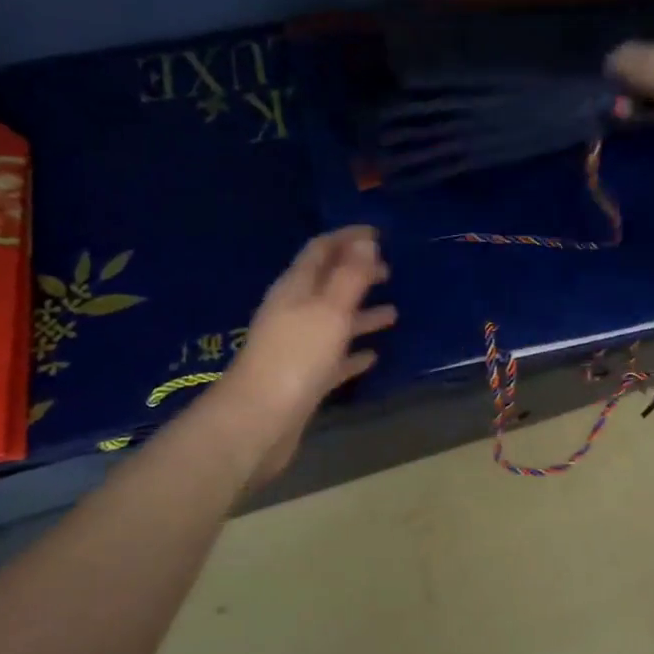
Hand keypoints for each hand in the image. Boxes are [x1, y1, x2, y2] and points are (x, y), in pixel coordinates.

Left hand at [199, 227, 395, 481]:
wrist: (260, 420)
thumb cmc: (297, 357)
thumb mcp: (329, 310)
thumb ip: (350, 276)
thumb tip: (365, 242)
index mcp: (295, 289)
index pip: (320, 250)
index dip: (347, 238)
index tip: (378, 233)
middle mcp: (293, 312)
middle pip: (327, 284)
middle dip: (357, 274)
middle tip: (389, 270)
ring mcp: (297, 346)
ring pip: (334, 321)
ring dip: (361, 314)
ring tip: (393, 313)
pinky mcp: (304, 378)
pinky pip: (334, 357)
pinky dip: (353, 352)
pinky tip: (373, 356)